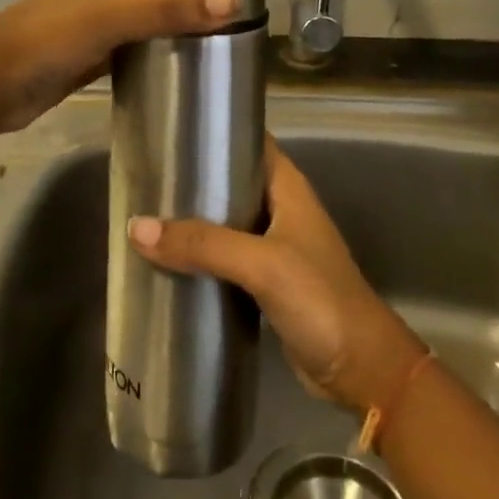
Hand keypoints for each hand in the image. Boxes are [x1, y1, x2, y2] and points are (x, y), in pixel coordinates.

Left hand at [0, 0, 241, 134]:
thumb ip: (169, 7)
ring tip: (227, 37)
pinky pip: (137, 52)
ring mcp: (100, 26)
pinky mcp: (95, 59)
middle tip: (242, 7)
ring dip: (179, 26)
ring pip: (150, 20)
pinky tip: (189, 69)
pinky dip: (160, 56)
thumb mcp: (112, 14)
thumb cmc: (48, 36)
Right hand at [128, 139, 424, 413]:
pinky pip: (224, 258)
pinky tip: (166, 259)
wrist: (362, 370)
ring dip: (192, 220)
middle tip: (145, 175)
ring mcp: (273, 247)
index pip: (250, 141)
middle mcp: (280, 210)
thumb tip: (136, 227)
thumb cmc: (320, 299)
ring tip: (145, 213)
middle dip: (192, 178)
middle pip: (230, 182)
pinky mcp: (265, 282)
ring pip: (225, 222)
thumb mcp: (262, 264)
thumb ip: (203, 244)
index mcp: (287, 187)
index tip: (170, 128)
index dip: (216, 131)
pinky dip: (199, 256)